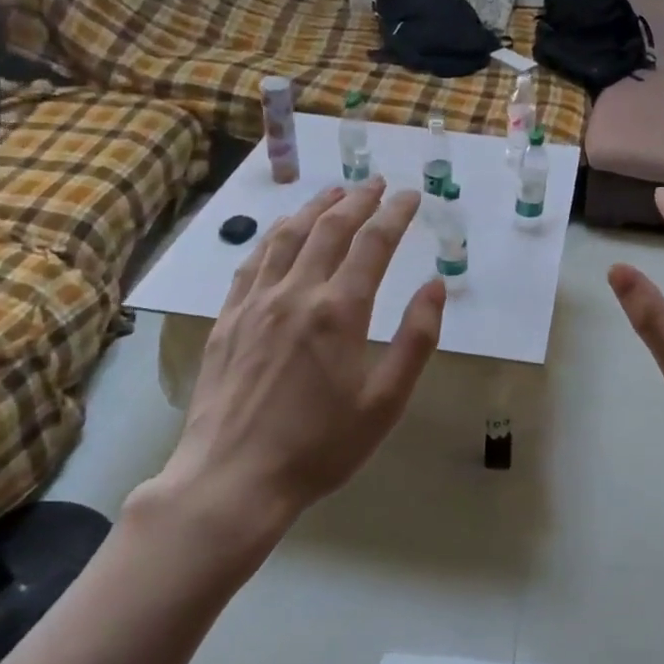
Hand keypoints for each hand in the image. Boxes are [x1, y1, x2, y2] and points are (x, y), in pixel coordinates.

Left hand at [150, 179, 445, 530]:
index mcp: (339, 311)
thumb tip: (435, 286)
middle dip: (357, 200)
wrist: (233, 479)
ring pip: (287, 236)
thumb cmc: (320, 446)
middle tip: (376, 184)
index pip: (373, 243)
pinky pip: (252, 261)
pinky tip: (282, 231)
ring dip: (315, 208)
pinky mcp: (227, 319)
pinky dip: (274, 236)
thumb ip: (415, 339)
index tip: (410, 196)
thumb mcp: (385, 401)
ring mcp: (255, 303)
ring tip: (334, 193)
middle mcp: (296, 293)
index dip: (395, 214)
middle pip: (329, 228)